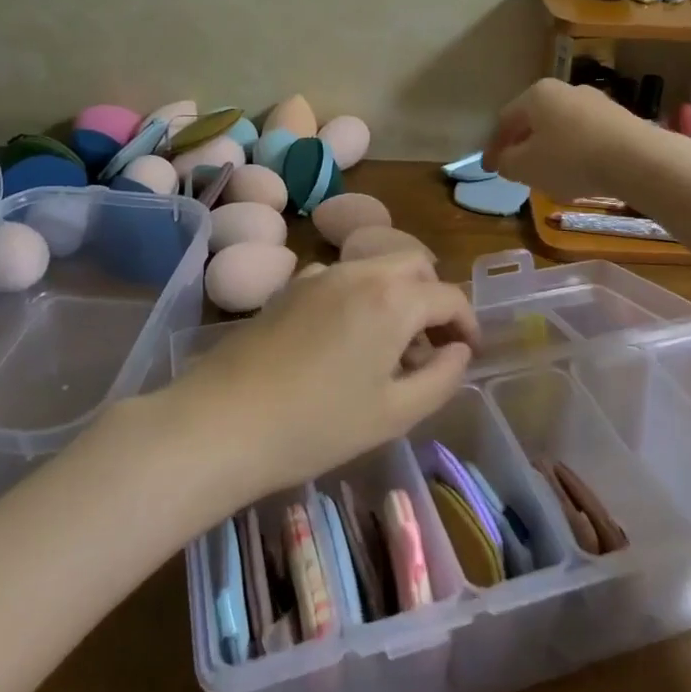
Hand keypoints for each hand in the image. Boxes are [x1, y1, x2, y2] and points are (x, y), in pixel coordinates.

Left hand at [166, 253, 479, 500]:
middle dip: (433, 300)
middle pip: (414, 267)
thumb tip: (459, 352)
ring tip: (389, 349)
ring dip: (397, 296)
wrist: (223, 422)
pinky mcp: (290, 288)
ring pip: (376, 268)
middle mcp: (359, 272)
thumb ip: (441, 378)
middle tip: (431, 346)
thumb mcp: (394, 413)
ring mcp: (320, 275)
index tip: (468, 353)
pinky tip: (345, 341)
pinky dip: (361, 296)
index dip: (467, 323)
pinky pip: (342, 278)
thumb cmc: (318, 424)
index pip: (448, 296)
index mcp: (392, 299)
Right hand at [483, 78, 651, 202]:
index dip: (493, 147)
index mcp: (536, 95)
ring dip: (550, 149)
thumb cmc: (570, 159)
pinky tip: (579, 172)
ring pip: (561, 127)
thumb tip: (505, 159)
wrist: (637, 159)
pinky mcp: (619, 118)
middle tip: (516, 169)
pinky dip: (575, 152)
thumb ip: (507, 163)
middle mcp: (565, 90)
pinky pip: (586, 135)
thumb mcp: (526, 167)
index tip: (489, 169)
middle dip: (523, 145)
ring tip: (548, 174)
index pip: (504, 120)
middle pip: (534, 120)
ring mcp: (595, 101)